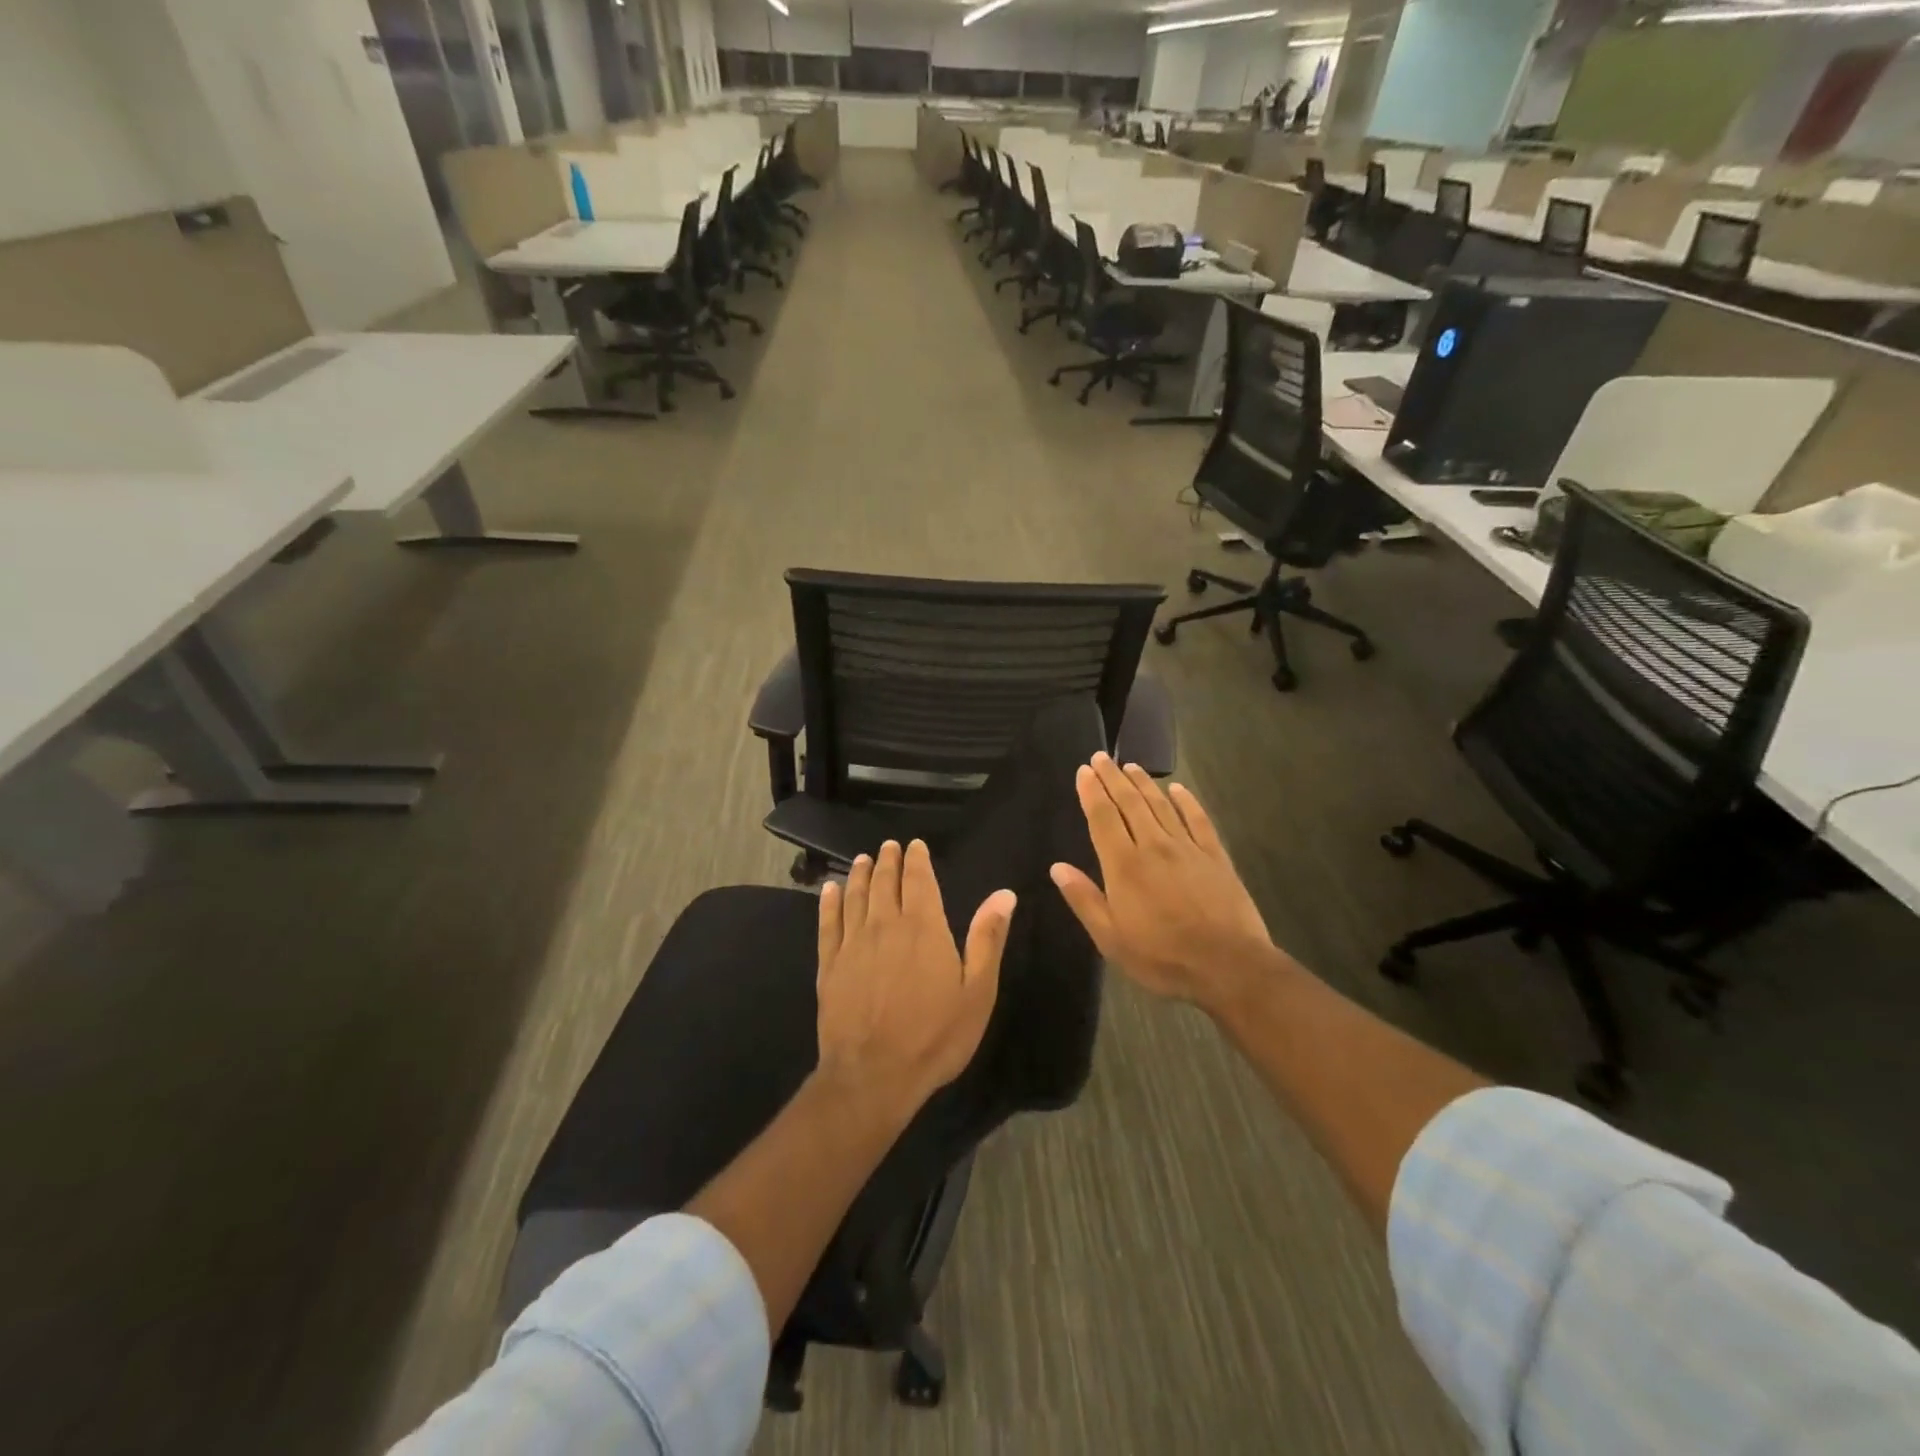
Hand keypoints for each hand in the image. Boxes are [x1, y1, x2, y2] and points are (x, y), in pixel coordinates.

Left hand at [815, 840, 1014, 1112]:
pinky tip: (830, 890)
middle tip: (889, 847)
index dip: (917, 860)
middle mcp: (886, 925)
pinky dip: (829, 902)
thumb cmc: (935, 1036)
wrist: (874, 1075)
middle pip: (885, 883)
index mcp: (924, 928)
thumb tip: (1004, 894)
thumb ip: (987, 939)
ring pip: (856, 897)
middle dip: (889, 861)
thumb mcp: (977, 991)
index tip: (915, 845)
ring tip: (863, 860)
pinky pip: (828, 923)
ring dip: (861, 875)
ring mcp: (853, 944)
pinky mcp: (829, 965)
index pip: (920, 881)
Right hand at [1050, 755, 1279, 1012]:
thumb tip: (1057, 867)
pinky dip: (1186, 801)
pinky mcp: (1215, 856)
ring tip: (1131, 766)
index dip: (1091, 792)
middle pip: (1129, 803)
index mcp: (1124, 865)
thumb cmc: (1162, 957)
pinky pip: (1198, 820)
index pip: (1102, 818)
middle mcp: (1153, 846)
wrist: (1228, 966)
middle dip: (1112, 778)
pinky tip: (1179, 789)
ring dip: (1144, 783)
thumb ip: (1084, 899)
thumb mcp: (1111, 939)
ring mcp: (1187, 848)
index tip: (1084, 771)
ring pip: (1161, 806)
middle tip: (1101, 757)